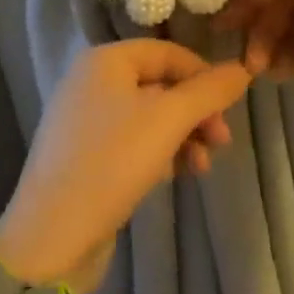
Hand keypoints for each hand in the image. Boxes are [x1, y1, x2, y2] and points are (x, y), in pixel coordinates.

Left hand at [0, 40, 251, 292]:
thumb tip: (244, 67)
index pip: (168, 52)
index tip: (230, 106)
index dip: (203, 75)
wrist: (50, 241)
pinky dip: (161, 153)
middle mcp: (92, 82)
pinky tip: (178, 175)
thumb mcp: (168, 120)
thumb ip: (209, 91)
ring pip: (150, 117)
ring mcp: (86, 122)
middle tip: (222, 141)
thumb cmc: (111, 163)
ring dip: (184, 136)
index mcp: (105, 61)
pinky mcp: (86, 158)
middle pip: (160, 84)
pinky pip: (134, 142)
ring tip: (203, 166)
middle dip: (196, 111)